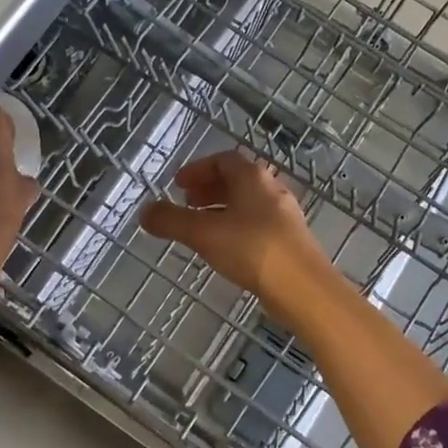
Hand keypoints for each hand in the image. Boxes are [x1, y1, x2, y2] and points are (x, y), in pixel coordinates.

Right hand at [138, 150, 340, 327]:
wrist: (303, 288)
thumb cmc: (251, 249)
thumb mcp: (203, 233)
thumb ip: (172, 221)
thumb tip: (144, 211)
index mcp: (253, 178)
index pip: (223, 160)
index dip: (198, 169)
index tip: (178, 184)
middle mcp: (272, 190)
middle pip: (237, 180)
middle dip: (209, 188)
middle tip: (186, 203)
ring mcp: (284, 216)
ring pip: (248, 203)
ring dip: (222, 209)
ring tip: (201, 227)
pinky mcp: (289, 241)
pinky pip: (257, 224)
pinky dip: (236, 227)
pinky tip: (225, 249)